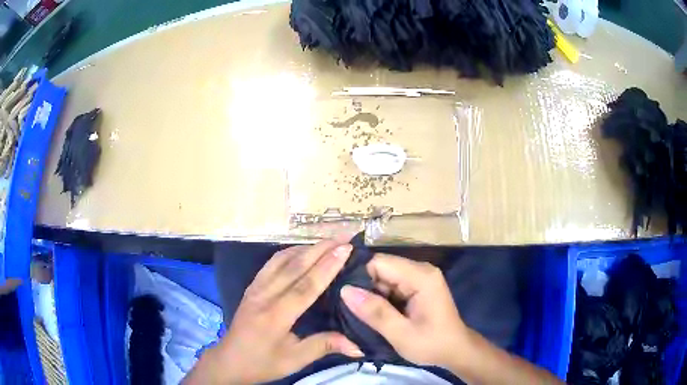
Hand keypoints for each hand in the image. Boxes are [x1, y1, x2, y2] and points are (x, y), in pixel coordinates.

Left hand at [186, 240, 362, 384]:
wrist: (230, 360)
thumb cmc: (263, 363)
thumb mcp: (294, 360)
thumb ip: (324, 346)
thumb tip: (359, 346)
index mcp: (275, 316)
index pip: (305, 286)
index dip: (327, 267)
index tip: (346, 249)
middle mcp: (264, 296)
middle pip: (294, 266)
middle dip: (320, 249)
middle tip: (343, 237)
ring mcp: (255, 288)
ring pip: (281, 260)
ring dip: (306, 247)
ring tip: (328, 241)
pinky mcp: (251, 287)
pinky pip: (271, 264)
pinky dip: (289, 252)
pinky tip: (301, 251)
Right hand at [340, 253, 468, 368]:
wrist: (455, 350)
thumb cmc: (432, 344)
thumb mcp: (401, 334)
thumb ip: (375, 312)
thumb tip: (345, 290)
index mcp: (421, 277)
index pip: (379, 262)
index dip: (359, 277)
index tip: (345, 297)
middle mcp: (421, 270)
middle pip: (382, 268)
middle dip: (365, 287)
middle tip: (350, 309)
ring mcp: (420, 278)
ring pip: (384, 277)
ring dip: (372, 294)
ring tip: (359, 313)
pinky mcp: (417, 287)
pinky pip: (391, 285)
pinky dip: (380, 298)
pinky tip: (373, 312)